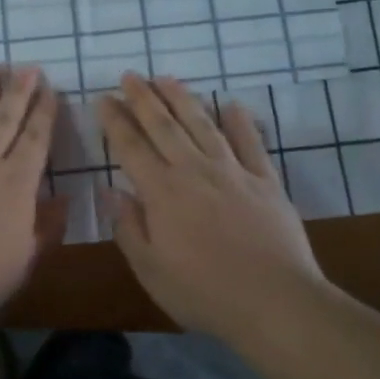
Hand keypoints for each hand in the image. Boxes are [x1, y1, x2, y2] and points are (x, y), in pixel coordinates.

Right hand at [97, 73, 324, 337]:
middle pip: (164, 125)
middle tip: (130, 75)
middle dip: (143, 98)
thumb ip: (128, 228)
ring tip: (166, 78)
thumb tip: (110, 191)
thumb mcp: (151, 270)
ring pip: (202, 124)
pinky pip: (250, 143)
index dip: (115, 121)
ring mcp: (233, 171)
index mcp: (162, 192)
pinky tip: (231, 104)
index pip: (131, 147)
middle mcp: (194, 170)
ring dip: (182, 99)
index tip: (104, 98)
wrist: (275, 302)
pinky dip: (240, 122)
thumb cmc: (204, 293)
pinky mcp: (265, 181)